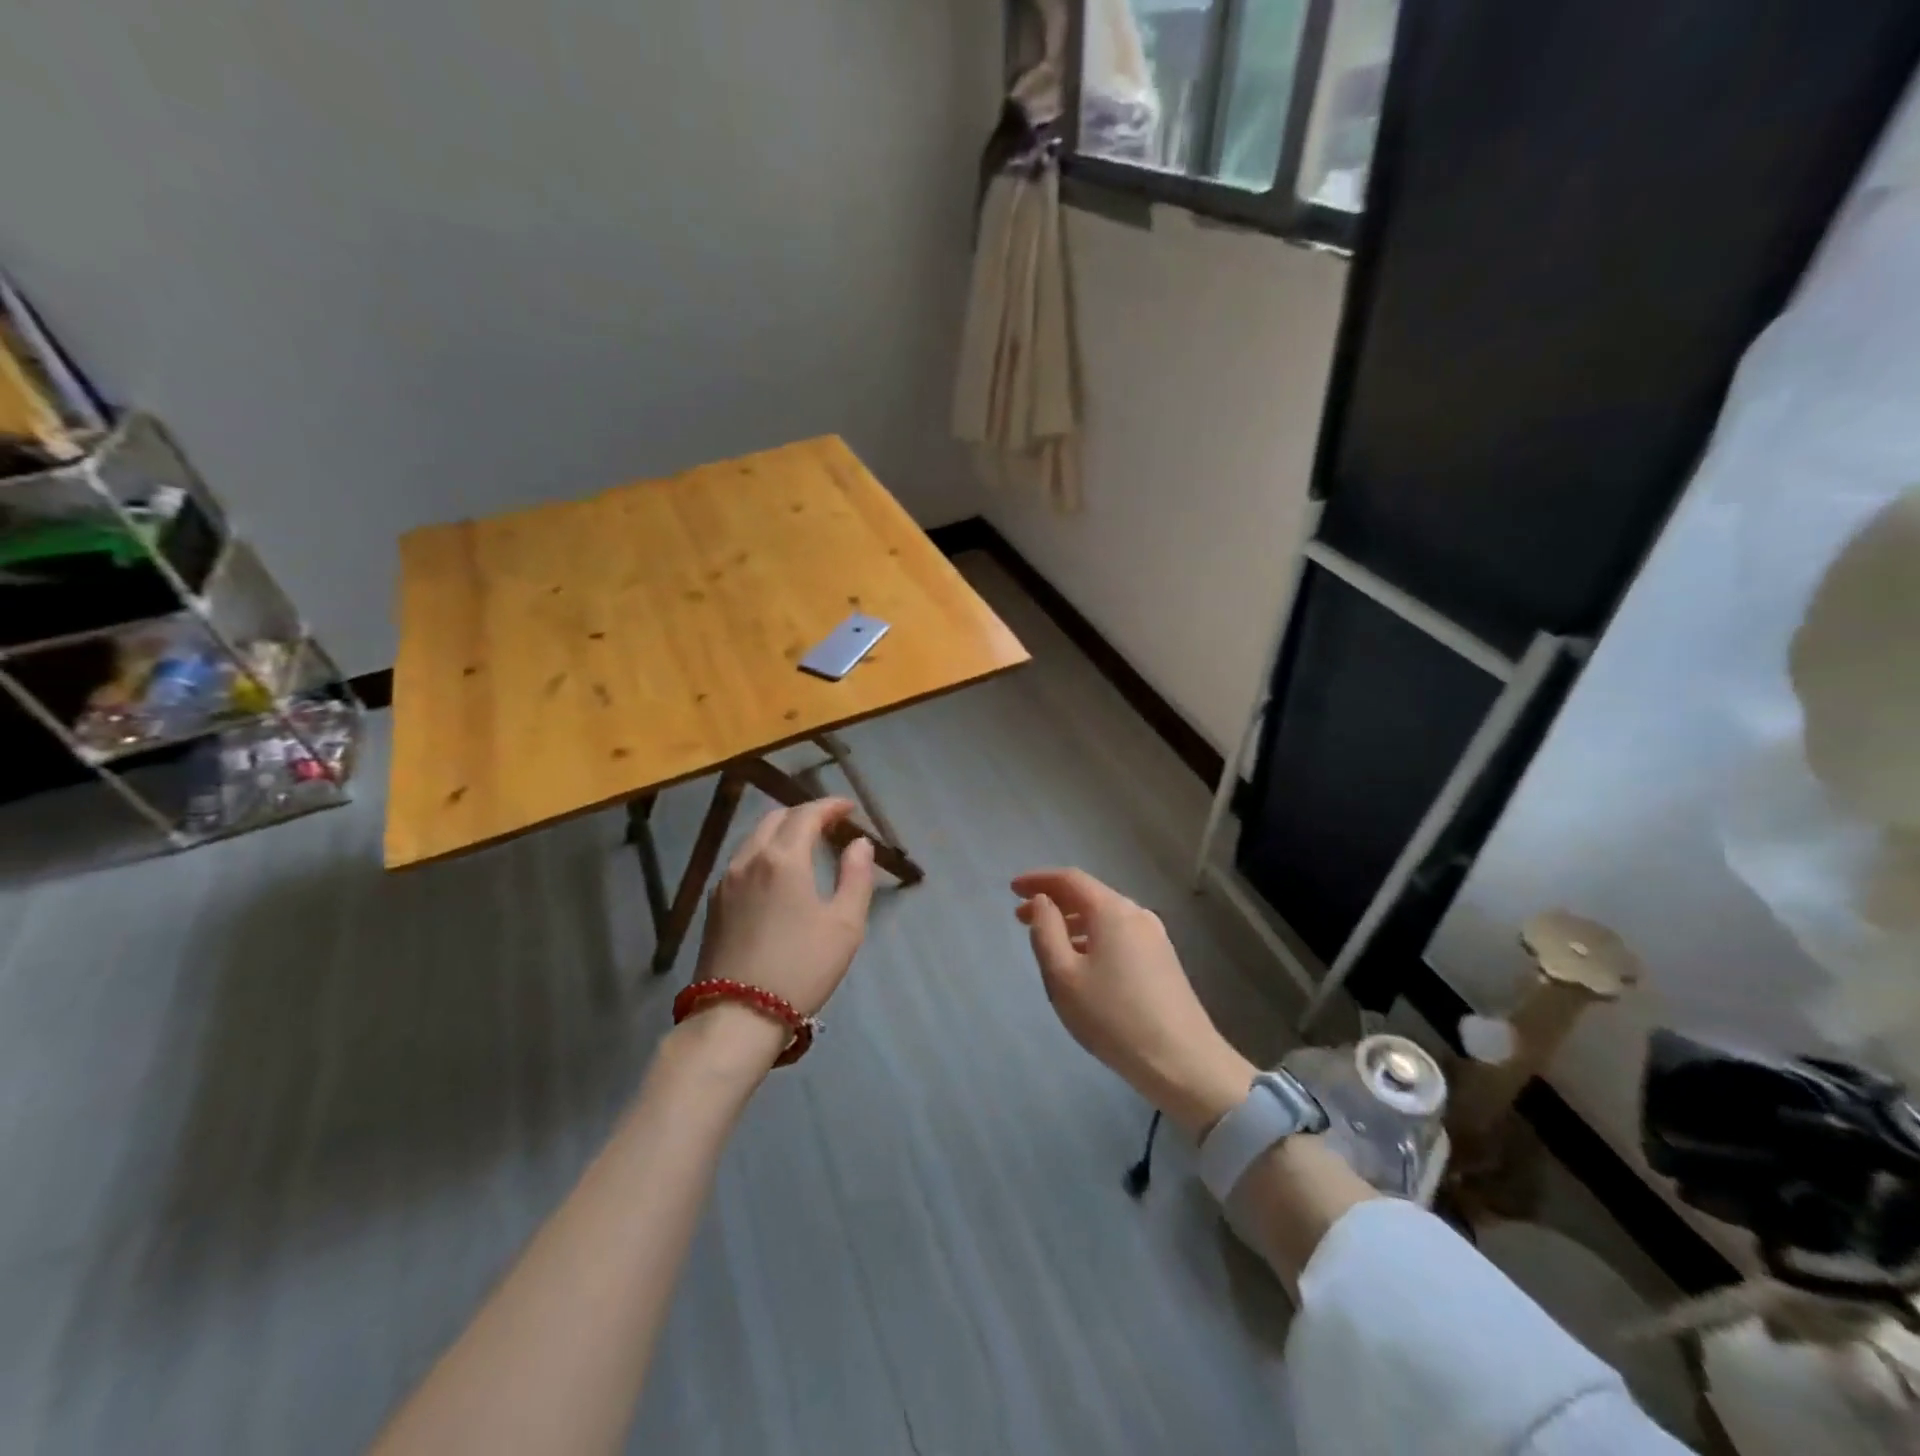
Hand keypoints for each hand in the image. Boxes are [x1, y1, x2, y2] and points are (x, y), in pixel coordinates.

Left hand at [693, 798, 875, 1017]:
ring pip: (754, 838)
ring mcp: (726, 881)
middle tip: (829, 825)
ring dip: (781, 831)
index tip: (848, 807)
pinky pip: (742, 860)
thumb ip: (855, 877)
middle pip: (776, 818)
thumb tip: (859, 844)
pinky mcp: (714, 904)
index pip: (806, 814)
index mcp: (783, 859)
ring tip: (804, 845)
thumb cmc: (801, 968)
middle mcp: (749, 859)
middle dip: (804, 814)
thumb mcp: (844, 925)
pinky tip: (776, 873)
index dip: (829, 806)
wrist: (736, 1016)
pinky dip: (764, 852)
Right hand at [1013, 868, 1254, 1136]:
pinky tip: (1082, 960)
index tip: (1012, 888)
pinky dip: (1092, 936)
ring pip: (1105, 916)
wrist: (1183, 1062)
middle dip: (1053, 901)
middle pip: (1089, 895)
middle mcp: (1136, 914)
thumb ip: (1046, 931)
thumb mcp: (1063, 976)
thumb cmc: (1113, 1017)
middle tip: (1021, 916)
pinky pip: (1119, 934)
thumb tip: (1043, 902)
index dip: (1039, 880)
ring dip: (1072, 921)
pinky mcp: (1163, 960)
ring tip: (1047, 939)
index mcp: (1112, 911)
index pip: (1070, 879)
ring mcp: (1154, 937)